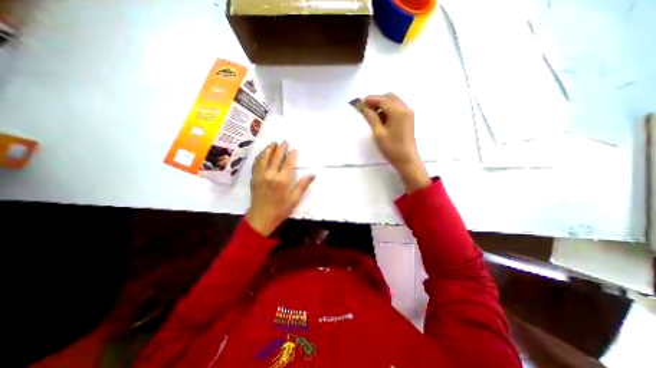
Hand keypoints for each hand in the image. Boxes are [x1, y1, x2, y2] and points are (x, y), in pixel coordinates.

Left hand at [248, 141, 315, 235]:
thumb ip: (303, 185)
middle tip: (284, 141)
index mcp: (281, 180)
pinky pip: (256, 164)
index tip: (294, 149)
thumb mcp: (294, 199)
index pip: (287, 163)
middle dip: (280, 148)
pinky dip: (260, 156)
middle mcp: (270, 175)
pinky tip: (262, 153)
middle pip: (275, 158)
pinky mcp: (253, 178)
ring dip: (268, 149)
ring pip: (263, 158)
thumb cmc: (280, 209)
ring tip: (273, 143)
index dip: (291, 155)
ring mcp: (260, 176)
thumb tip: (313, 174)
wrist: (261, 218)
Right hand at [364, 93, 430, 193]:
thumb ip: (371, 118)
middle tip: (366, 110)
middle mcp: (405, 108)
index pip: (382, 99)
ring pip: (393, 102)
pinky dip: (388, 110)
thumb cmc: (392, 148)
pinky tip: (381, 119)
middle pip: (389, 97)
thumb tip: (363, 107)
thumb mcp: (378, 133)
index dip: (370, 100)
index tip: (359, 103)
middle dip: (376, 101)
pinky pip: (397, 109)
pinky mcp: (408, 119)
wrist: (407, 160)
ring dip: (382, 105)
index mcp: (398, 111)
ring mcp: (408, 113)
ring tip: (372, 116)